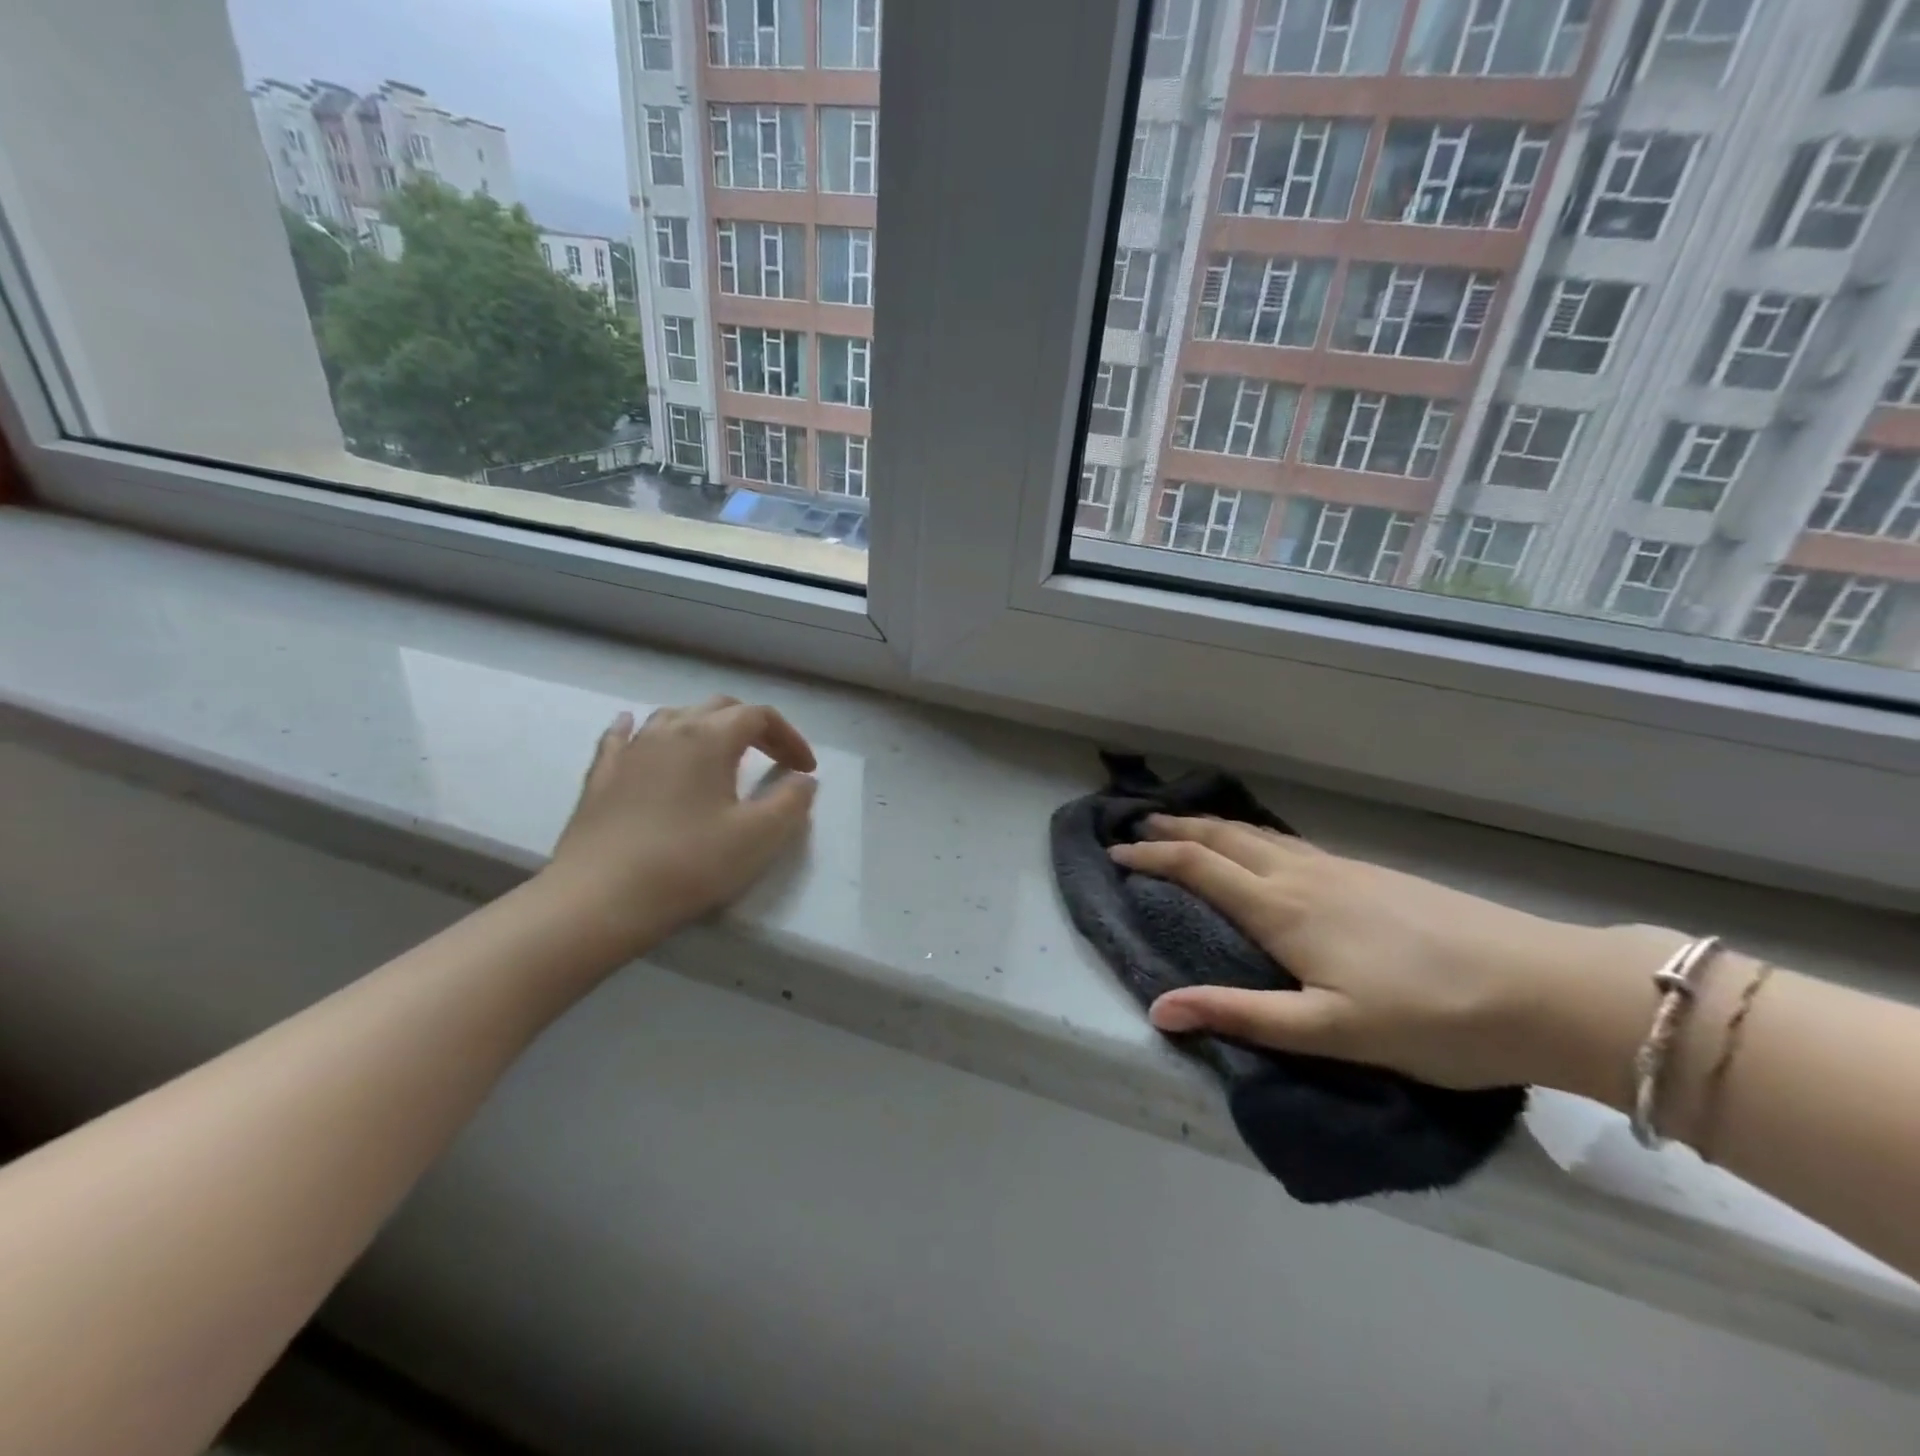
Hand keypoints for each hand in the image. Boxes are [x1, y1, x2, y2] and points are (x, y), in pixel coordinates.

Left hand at [543, 696, 817, 956]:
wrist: (599, 899)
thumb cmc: (688, 864)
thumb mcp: (759, 837)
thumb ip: (791, 802)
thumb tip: (804, 780)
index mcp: (710, 738)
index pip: (759, 716)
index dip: (789, 737)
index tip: (805, 769)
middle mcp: (669, 730)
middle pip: (719, 707)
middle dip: (752, 726)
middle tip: (772, 758)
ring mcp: (630, 750)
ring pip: (673, 716)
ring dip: (705, 726)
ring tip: (719, 751)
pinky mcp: (600, 775)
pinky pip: (623, 736)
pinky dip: (641, 729)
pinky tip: (635, 728)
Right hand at [1111, 817, 1677, 1099]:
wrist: (1543, 987)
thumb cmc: (1431, 1018)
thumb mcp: (1330, 1031)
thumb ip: (1241, 1015)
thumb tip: (1158, 1009)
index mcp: (1284, 909)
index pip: (1199, 868)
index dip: (1153, 858)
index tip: (1116, 854)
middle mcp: (1303, 876)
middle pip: (1224, 837)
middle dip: (1176, 828)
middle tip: (1138, 826)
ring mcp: (1341, 869)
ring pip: (1258, 835)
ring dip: (1212, 827)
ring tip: (1186, 826)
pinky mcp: (1371, 873)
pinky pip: (1288, 842)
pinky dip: (1252, 836)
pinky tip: (1263, 848)